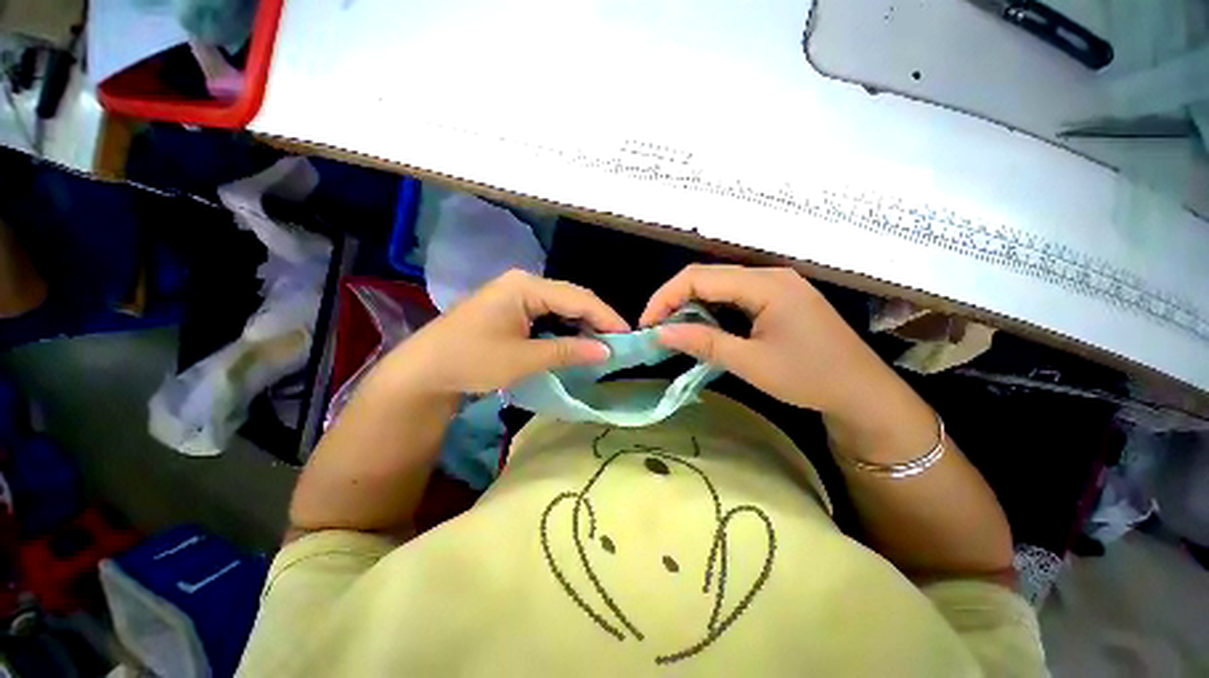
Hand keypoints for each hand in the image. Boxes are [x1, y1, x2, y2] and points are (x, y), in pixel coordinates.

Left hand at [392, 270, 628, 393]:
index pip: (578, 297)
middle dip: (595, 320)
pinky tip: (574, 342)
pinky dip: (564, 328)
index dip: (606, 317)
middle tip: (617, 343)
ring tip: (601, 345)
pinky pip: (547, 314)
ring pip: (561, 306)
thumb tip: (606, 352)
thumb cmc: (471, 360)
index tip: (628, 337)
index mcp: (526, 286)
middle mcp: (524, 283)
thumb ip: (568, 352)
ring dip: (581, 325)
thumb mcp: (524, 358)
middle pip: (571, 298)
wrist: (424, 371)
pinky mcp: (512, 308)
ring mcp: (516, 294)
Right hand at [640, 264, 889, 413]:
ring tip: (673, 329)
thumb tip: (661, 333)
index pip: (700, 277)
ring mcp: (776, 285)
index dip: (666, 297)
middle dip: (675, 300)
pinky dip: (711, 310)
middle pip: (708, 276)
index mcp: (765, 284)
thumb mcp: (751, 363)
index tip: (647, 324)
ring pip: (719, 285)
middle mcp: (769, 275)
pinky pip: (734, 296)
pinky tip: (702, 327)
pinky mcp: (778, 298)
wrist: (863, 393)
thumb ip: (704, 343)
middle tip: (656, 328)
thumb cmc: (810, 378)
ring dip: (691, 305)